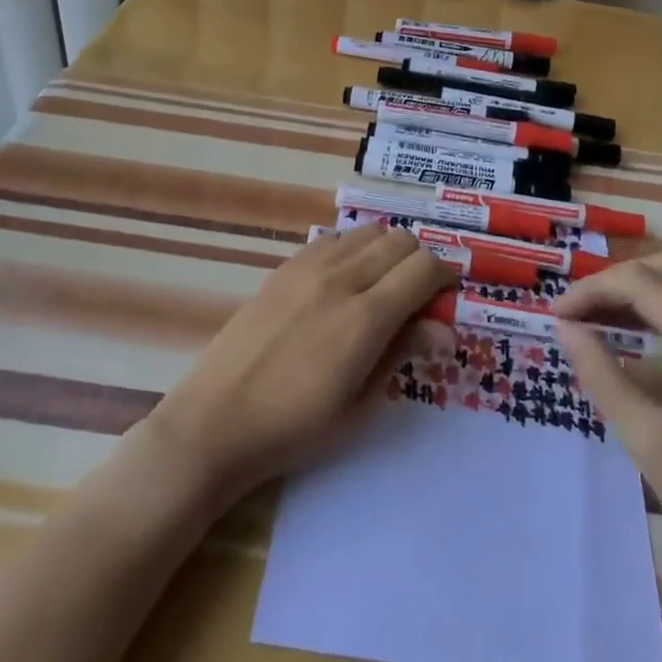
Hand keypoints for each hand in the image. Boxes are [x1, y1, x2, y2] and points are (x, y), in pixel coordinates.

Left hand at [148, 224, 455, 504]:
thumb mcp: (359, 405)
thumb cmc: (294, 429)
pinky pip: (333, 239)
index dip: (445, 278)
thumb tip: (445, 329)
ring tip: (380, 288)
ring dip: (387, 252)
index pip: (424, 268)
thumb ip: (402, 353)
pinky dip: (352, 249)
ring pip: (368, 232)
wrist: (216, 422)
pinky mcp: (284, 267)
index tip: (445, 301)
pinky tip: (343, 283)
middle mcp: (340, 279)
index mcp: (364, 318)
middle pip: (401, 241)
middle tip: (416, 300)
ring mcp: (308, 267)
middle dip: (420, 263)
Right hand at [556, 254, 661, 590]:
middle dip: (614, 282)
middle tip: (575, 313)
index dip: (592, 290)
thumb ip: (603, 375)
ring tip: (593, 319)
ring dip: (637, 291)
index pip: (642, 284)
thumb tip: (565, 328)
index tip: (555, 315)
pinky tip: (634, 333)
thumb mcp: (648, 440)